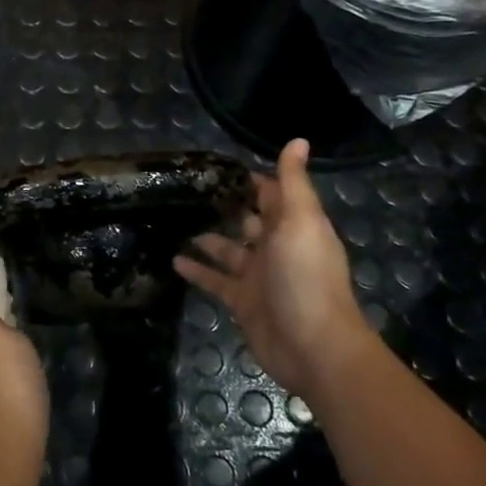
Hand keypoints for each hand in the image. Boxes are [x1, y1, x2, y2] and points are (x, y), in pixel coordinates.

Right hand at [174, 138, 367, 395]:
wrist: (313, 346)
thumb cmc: (307, 277)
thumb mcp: (301, 221)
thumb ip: (294, 182)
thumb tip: (298, 140)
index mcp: (295, 226)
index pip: (272, 194)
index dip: (251, 179)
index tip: (219, 165)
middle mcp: (277, 248)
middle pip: (249, 221)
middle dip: (226, 205)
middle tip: (189, 189)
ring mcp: (258, 277)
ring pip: (228, 250)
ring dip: (207, 237)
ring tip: (175, 219)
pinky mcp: (241, 302)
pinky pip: (215, 280)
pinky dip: (197, 270)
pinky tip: (173, 260)